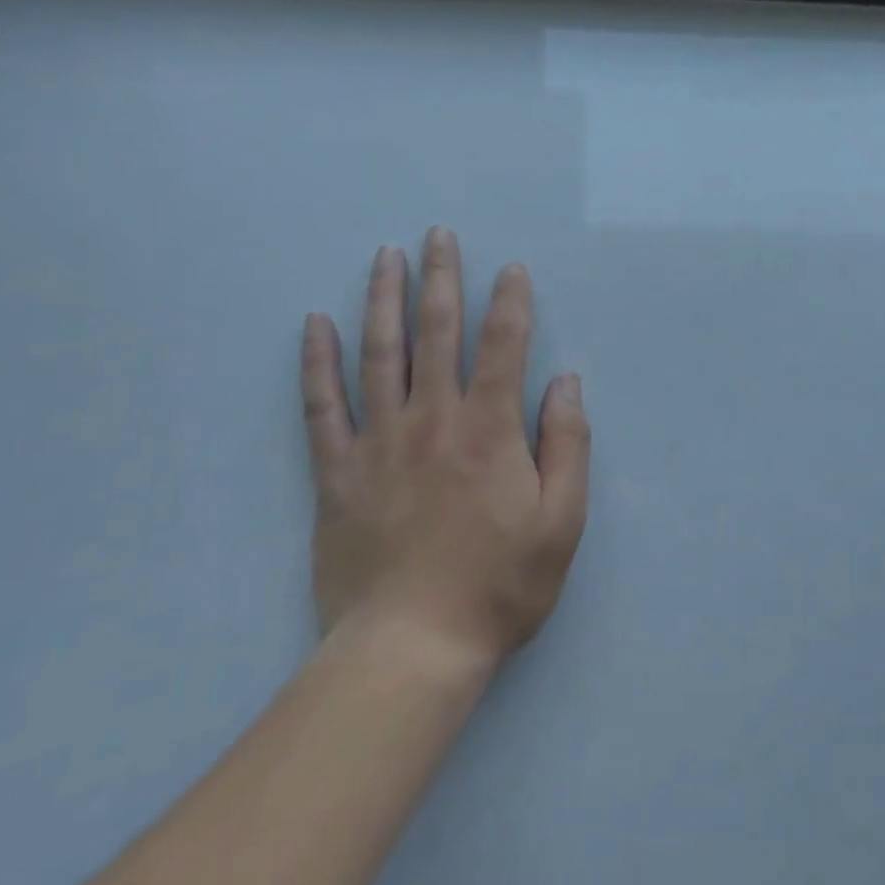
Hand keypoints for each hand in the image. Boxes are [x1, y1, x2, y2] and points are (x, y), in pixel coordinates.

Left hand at [299, 228, 590, 671]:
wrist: (411, 649)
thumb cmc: (499, 585)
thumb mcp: (562, 522)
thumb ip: (568, 446)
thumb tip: (567, 384)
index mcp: (489, 430)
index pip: (504, 345)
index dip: (510, 301)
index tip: (511, 268)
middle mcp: (433, 419)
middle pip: (437, 332)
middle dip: (441, 278)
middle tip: (438, 235)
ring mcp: (378, 441)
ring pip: (379, 353)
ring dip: (384, 299)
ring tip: (386, 256)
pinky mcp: (337, 471)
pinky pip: (322, 405)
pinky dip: (318, 361)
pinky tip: (316, 324)